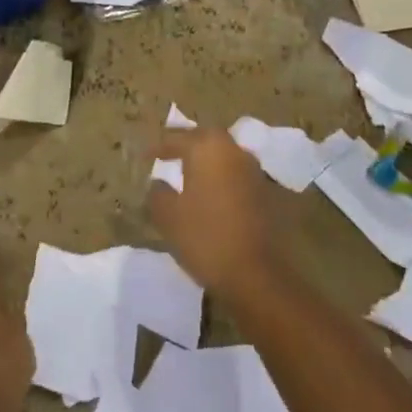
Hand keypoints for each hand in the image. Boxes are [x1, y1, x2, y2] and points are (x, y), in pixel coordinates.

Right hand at [145, 127, 283, 302]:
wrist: (256, 274)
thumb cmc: (205, 238)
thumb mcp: (168, 216)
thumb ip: (158, 193)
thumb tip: (159, 183)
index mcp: (207, 148)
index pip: (177, 138)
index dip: (159, 146)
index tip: (145, 155)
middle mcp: (233, 151)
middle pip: (206, 138)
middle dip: (187, 143)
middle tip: (170, 153)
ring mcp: (253, 170)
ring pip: (225, 154)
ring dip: (208, 159)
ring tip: (190, 171)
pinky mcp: (266, 191)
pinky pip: (237, 173)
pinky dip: (223, 176)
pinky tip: (212, 191)